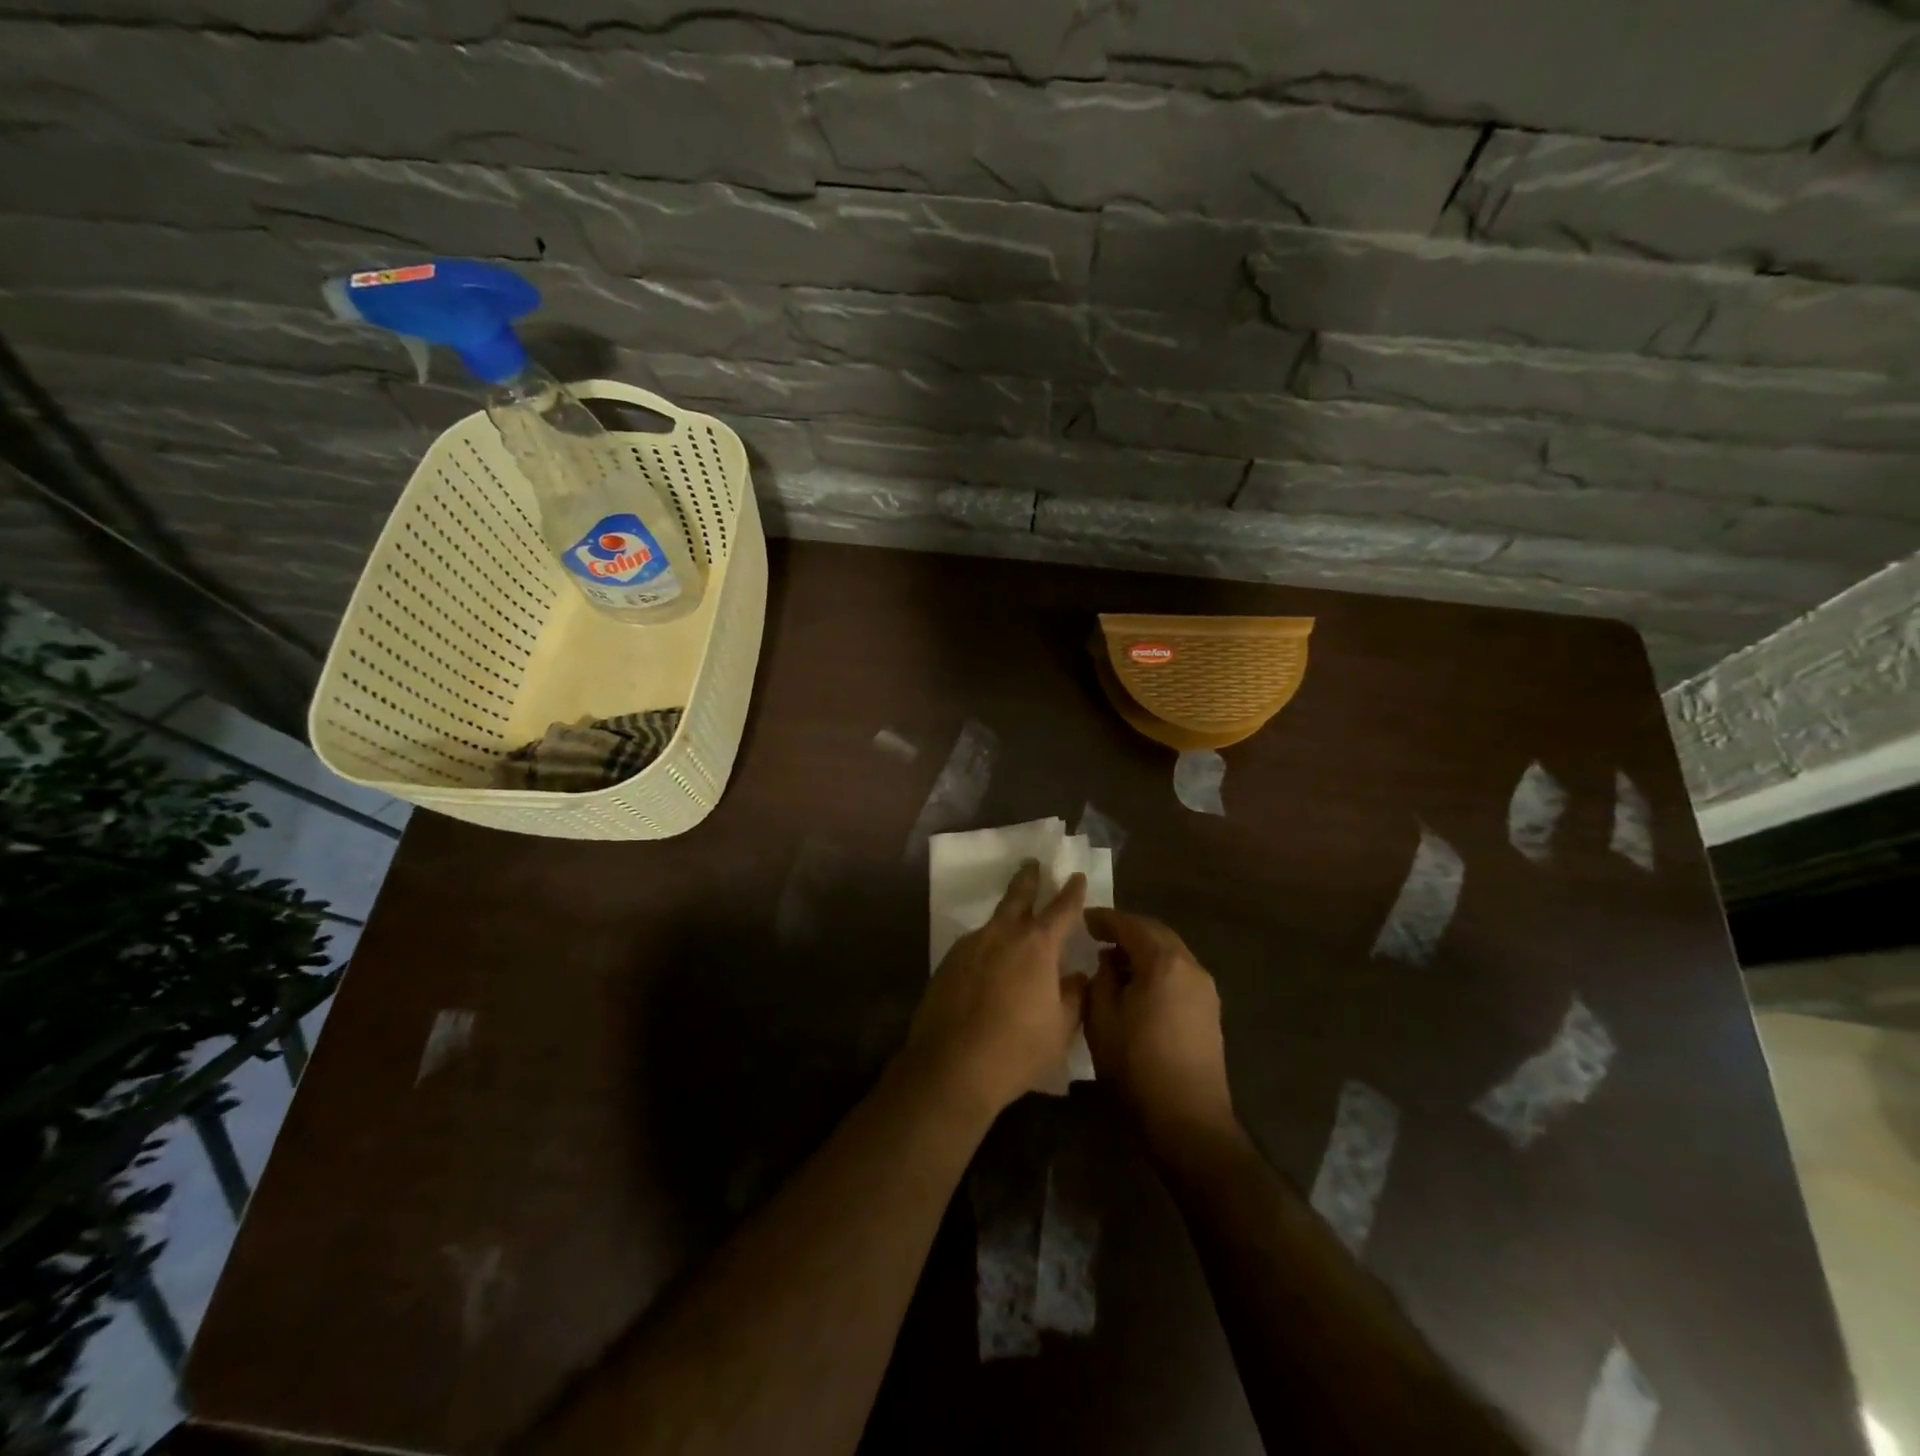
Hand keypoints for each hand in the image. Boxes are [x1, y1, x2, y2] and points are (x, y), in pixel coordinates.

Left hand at [904, 861, 1088, 1119]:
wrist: (951, 1066)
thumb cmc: (1016, 1049)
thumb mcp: (1060, 1028)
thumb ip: (1074, 996)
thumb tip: (1077, 977)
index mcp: (1036, 946)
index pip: (1062, 909)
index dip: (1072, 892)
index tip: (1076, 875)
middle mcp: (1002, 935)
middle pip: (1017, 896)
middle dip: (1028, 878)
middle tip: (1032, 864)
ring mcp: (970, 946)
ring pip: (993, 923)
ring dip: (1005, 919)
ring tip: (1012, 927)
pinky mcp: (947, 963)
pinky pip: (974, 946)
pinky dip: (986, 948)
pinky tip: (987, 967)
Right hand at [1083, 909, 1235, 1157]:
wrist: (1188, 1119)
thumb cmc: (1137, 1065)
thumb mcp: (1102, 1018)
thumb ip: (1101, 979)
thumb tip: (1108, 961)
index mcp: (1164, 962)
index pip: (1131, 925)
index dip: (1105, 919)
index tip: (1083, 919)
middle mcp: (1191, 966)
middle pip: (1156, 933)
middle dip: (1127, 930)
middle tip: (1098, 935)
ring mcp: (1205, 989)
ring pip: (1171, 953)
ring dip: (1143, 950)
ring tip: (1114, 961)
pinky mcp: (1210, 1011)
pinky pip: (1179, 973)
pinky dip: (1157, 968)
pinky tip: (1138, 985)